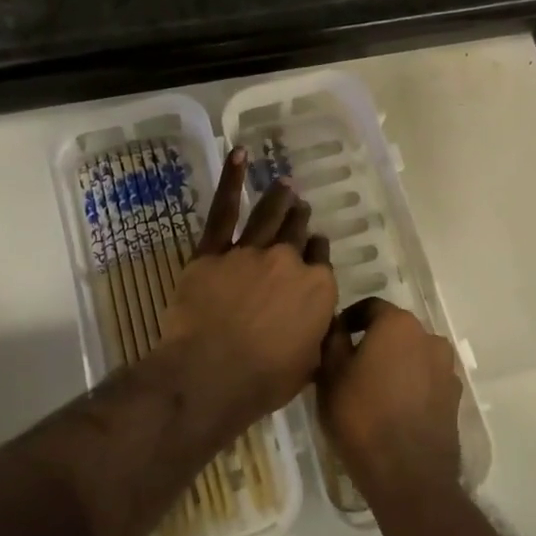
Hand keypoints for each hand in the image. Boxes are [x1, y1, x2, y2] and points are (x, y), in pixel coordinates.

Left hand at [159, 149, 336, 427]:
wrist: (212, 374)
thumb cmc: (265, 380)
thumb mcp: (310, 365)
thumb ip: (319, 335)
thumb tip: (323, 323)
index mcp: (317, 289)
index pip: (321, 261)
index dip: (317, 253)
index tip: (314, 248)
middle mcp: (289, 261)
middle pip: (298, 233)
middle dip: (301, 220)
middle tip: (301, 208)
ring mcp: (251, 251)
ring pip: (269, 216)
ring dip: (279, 198)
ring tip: (285, 184)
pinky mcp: (214, 251)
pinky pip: (224, 210)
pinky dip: (231, 180)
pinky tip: (239, 155)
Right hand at [317, 297, 462, 501]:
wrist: (409, 475)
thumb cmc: (362, 417)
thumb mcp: (330, 375)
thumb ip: (332, 340)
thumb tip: (336, 325)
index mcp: (398, 324)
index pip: (370, 307)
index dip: (349, 319)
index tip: (334, 337)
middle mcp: (429, 337)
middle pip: (395, 330)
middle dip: (374, 341)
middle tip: (350, 364)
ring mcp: (446, 368)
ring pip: (413, 355)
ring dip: (395, 363)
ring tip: (373, 388)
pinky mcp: (454, 397)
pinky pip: (426, 379)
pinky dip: (410, 385)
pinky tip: (394, 407)